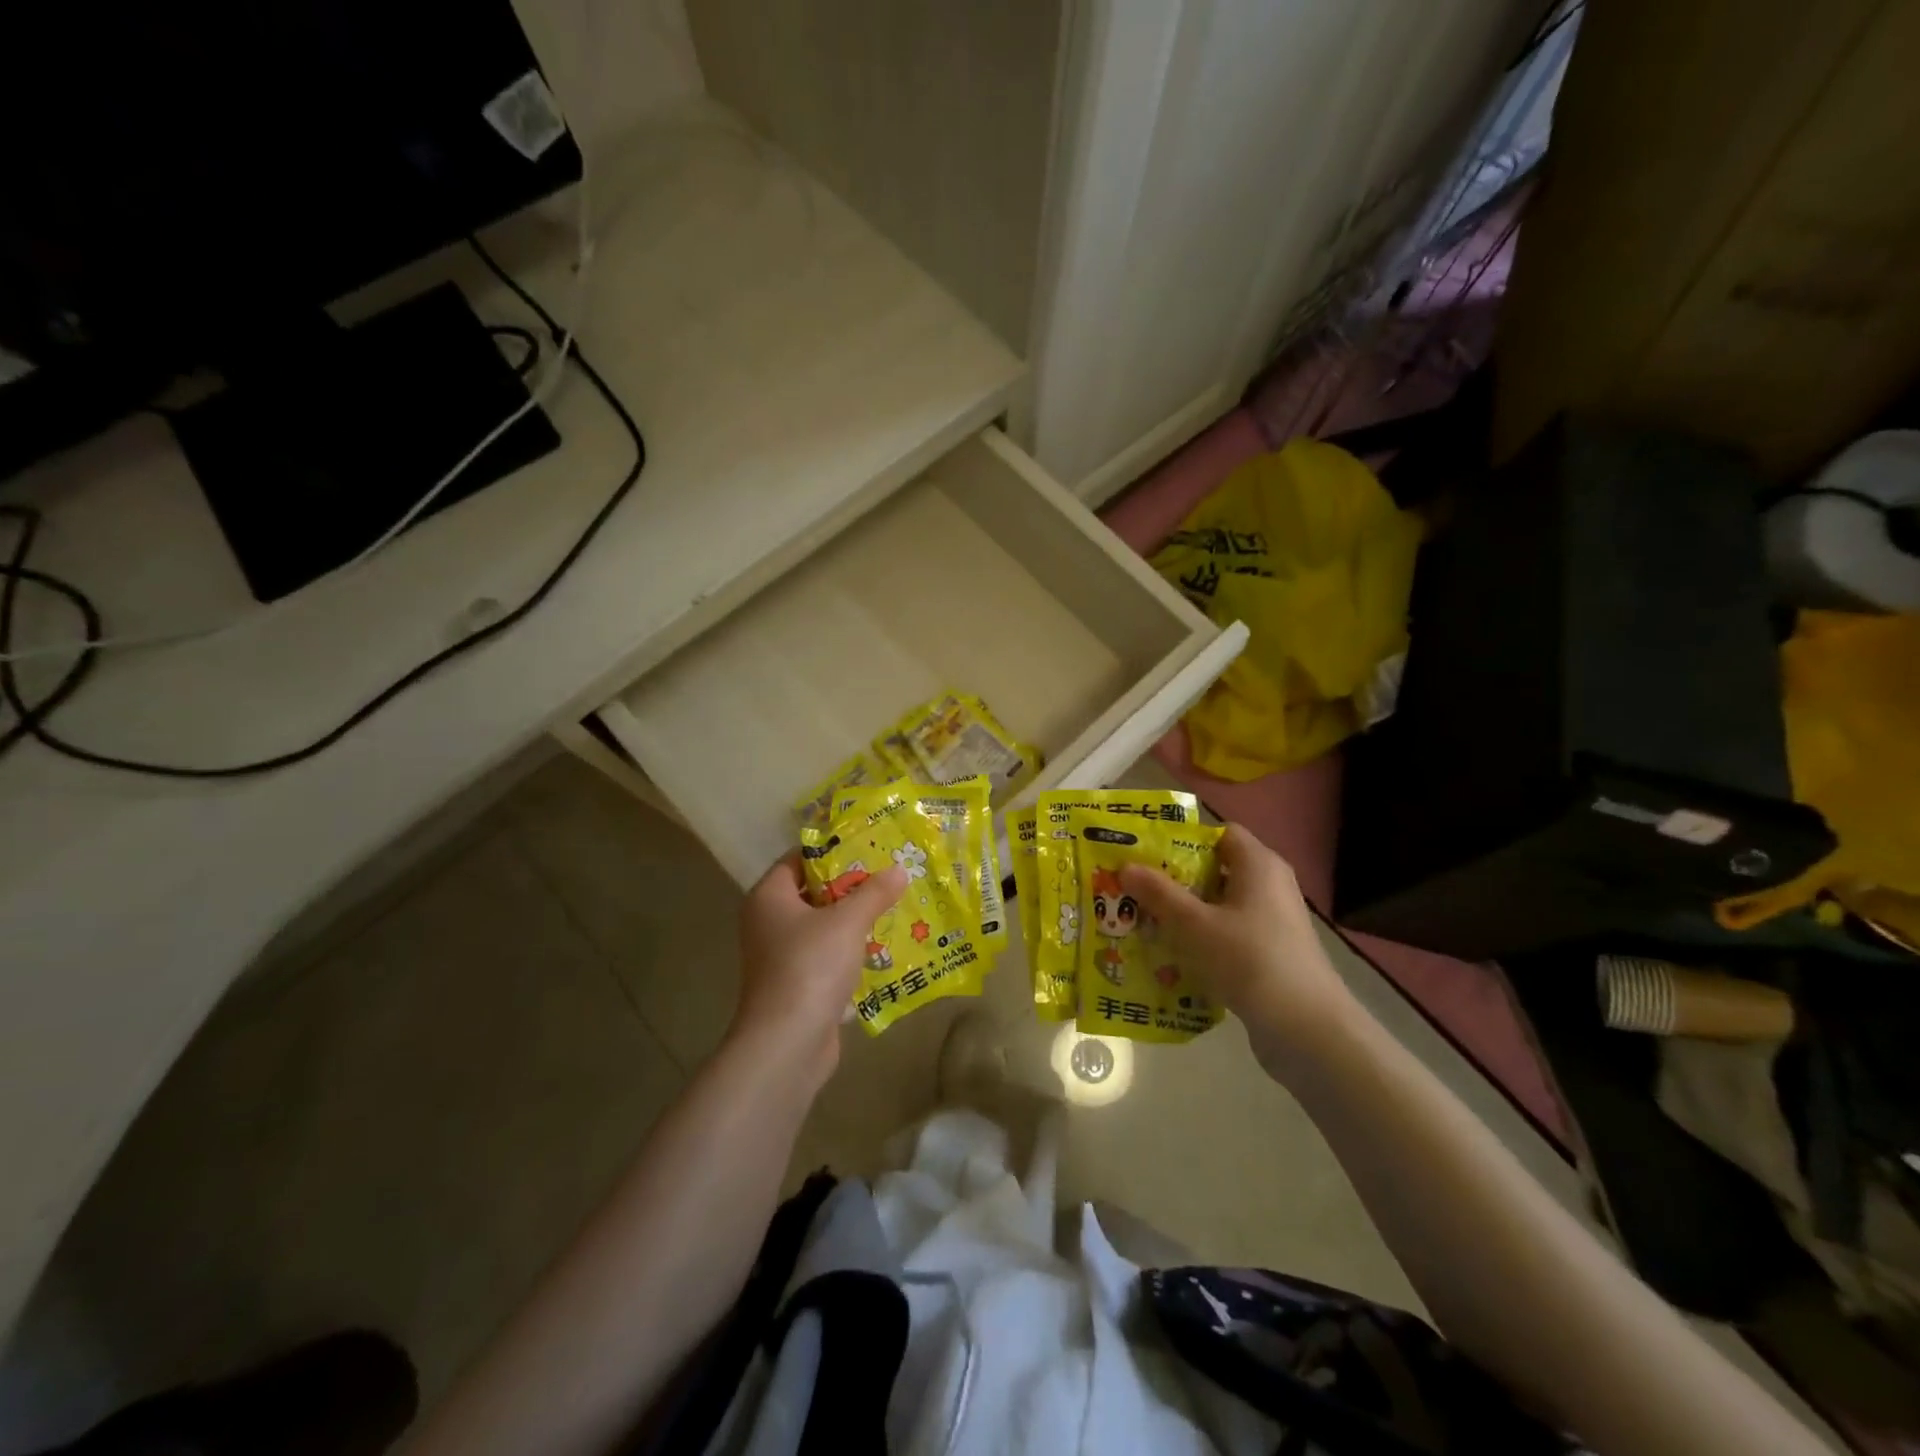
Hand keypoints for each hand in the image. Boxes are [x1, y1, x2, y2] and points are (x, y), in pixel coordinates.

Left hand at [731, 854, 907, 1081]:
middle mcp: (768, 923)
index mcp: (769, 897)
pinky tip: (884, 948)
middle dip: (851, 887)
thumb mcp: (848, 922)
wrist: (787, 1043)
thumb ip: (874, 893)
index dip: (832, 851)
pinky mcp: (797, 985)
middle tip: (889, 875)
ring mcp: (781, 957)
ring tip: (894, 907)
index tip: (868, 846)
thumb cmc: (810, 966)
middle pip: (814, 893)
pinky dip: (851, 952)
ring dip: (854, 921)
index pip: (798, 859)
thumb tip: (898, 870)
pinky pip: (827, 957)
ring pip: (823, 927)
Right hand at [1120, 824, 1359, 1071]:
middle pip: (1216, 869)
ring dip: (1185, 913)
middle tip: (1134, 889)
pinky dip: (1202, 939)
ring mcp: (1273, 922)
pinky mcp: (1271, 953)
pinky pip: (1229, 934)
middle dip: (1174, 879)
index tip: (1146, 854)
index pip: (1220, 833)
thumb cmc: (1249, 960)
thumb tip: (1127, 865)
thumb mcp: (1194, 925)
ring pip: (1220, 906)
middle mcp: (1270, 886)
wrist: (1307, 1030)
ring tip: (1144, 922)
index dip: (1182, 839)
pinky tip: (1172, 956)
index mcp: (1259, 865)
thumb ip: (1159, 893)